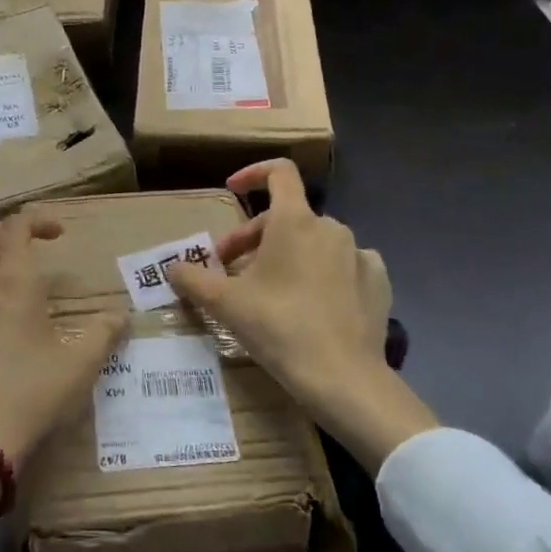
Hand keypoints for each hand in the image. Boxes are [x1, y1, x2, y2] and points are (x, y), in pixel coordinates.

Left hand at [0, 209, 126, 465]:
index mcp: (12, 284)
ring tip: (4, 294)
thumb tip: (122, 316)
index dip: (37, 219)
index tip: (57, 232)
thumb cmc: (30, 395)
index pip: (17, 227)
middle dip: (2, 232)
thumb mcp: (79, 367)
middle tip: (25, 250)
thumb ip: (104, 335)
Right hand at [167, 159, 438, 469]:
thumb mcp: (225, 304)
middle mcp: (331, 228)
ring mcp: (360, 254)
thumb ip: (193, 279)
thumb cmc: (279, 328)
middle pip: (287, 217)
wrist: (345, 380)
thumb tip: (172, 268)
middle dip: (254, 238)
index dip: (252, 173)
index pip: (279, 172)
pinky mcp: (378, 282)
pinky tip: (314, 302)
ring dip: (288, 256)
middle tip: (232, 271)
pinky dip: (325, 273)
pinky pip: (344, 265)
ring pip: (314, 243)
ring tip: (270, 290)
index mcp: (295, 221)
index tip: (232, 190)